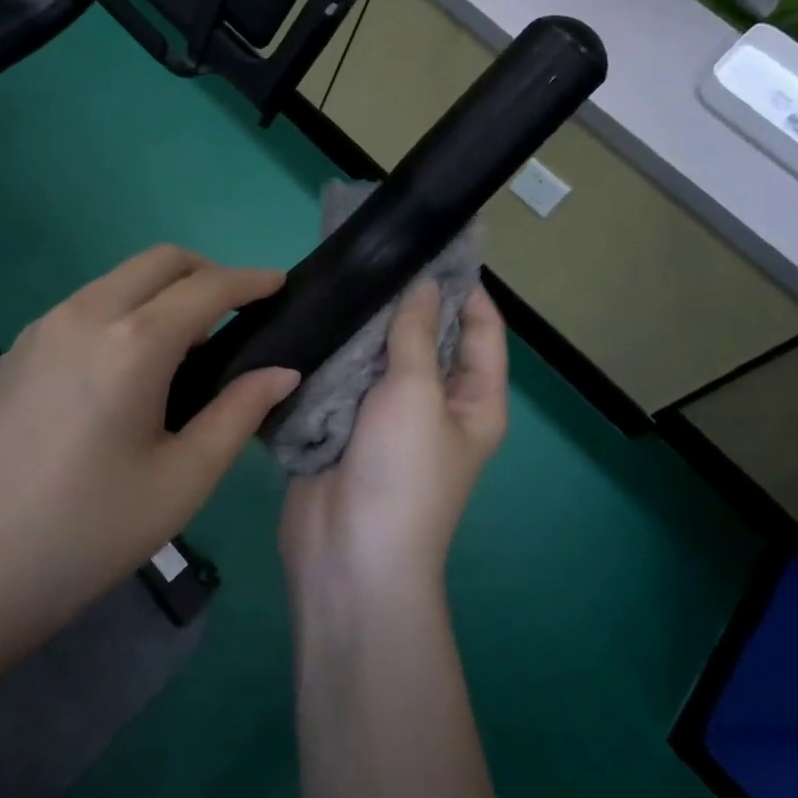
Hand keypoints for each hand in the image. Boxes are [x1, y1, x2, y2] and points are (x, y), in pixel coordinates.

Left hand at [0, 246, 299, 665]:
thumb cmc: (87, 535)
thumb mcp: (181, 481)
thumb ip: (238, 414)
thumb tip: (282, 372)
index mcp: (132, 343)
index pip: (207, 288)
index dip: (251, 280)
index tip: (280, 283)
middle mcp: (85, 314)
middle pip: (160, 261)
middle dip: (208, 271)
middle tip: (238, 310)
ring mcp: (42, 327)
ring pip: (118, 279)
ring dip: (163, 290)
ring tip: (187, 344)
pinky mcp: (15, 349)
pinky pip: (85, 304)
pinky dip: (124, 309)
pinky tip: (127, 364)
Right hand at [280, 280, 507, 594]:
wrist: (348, 553)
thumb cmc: (402, 471)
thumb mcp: (418, 394)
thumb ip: (418, 335)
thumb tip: (425, 284)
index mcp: (474, 400)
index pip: (482, 330)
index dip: (465, 288)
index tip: (435, 244)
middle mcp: (435, 403)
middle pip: (427, 338)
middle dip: (406, 301)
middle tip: (374, 252)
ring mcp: (386, 416)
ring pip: (379, 356)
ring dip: (364, 325)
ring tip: (342, 275)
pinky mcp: (344, 425)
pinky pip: (343, 378)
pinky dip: (333, 352)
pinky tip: (315, 316)